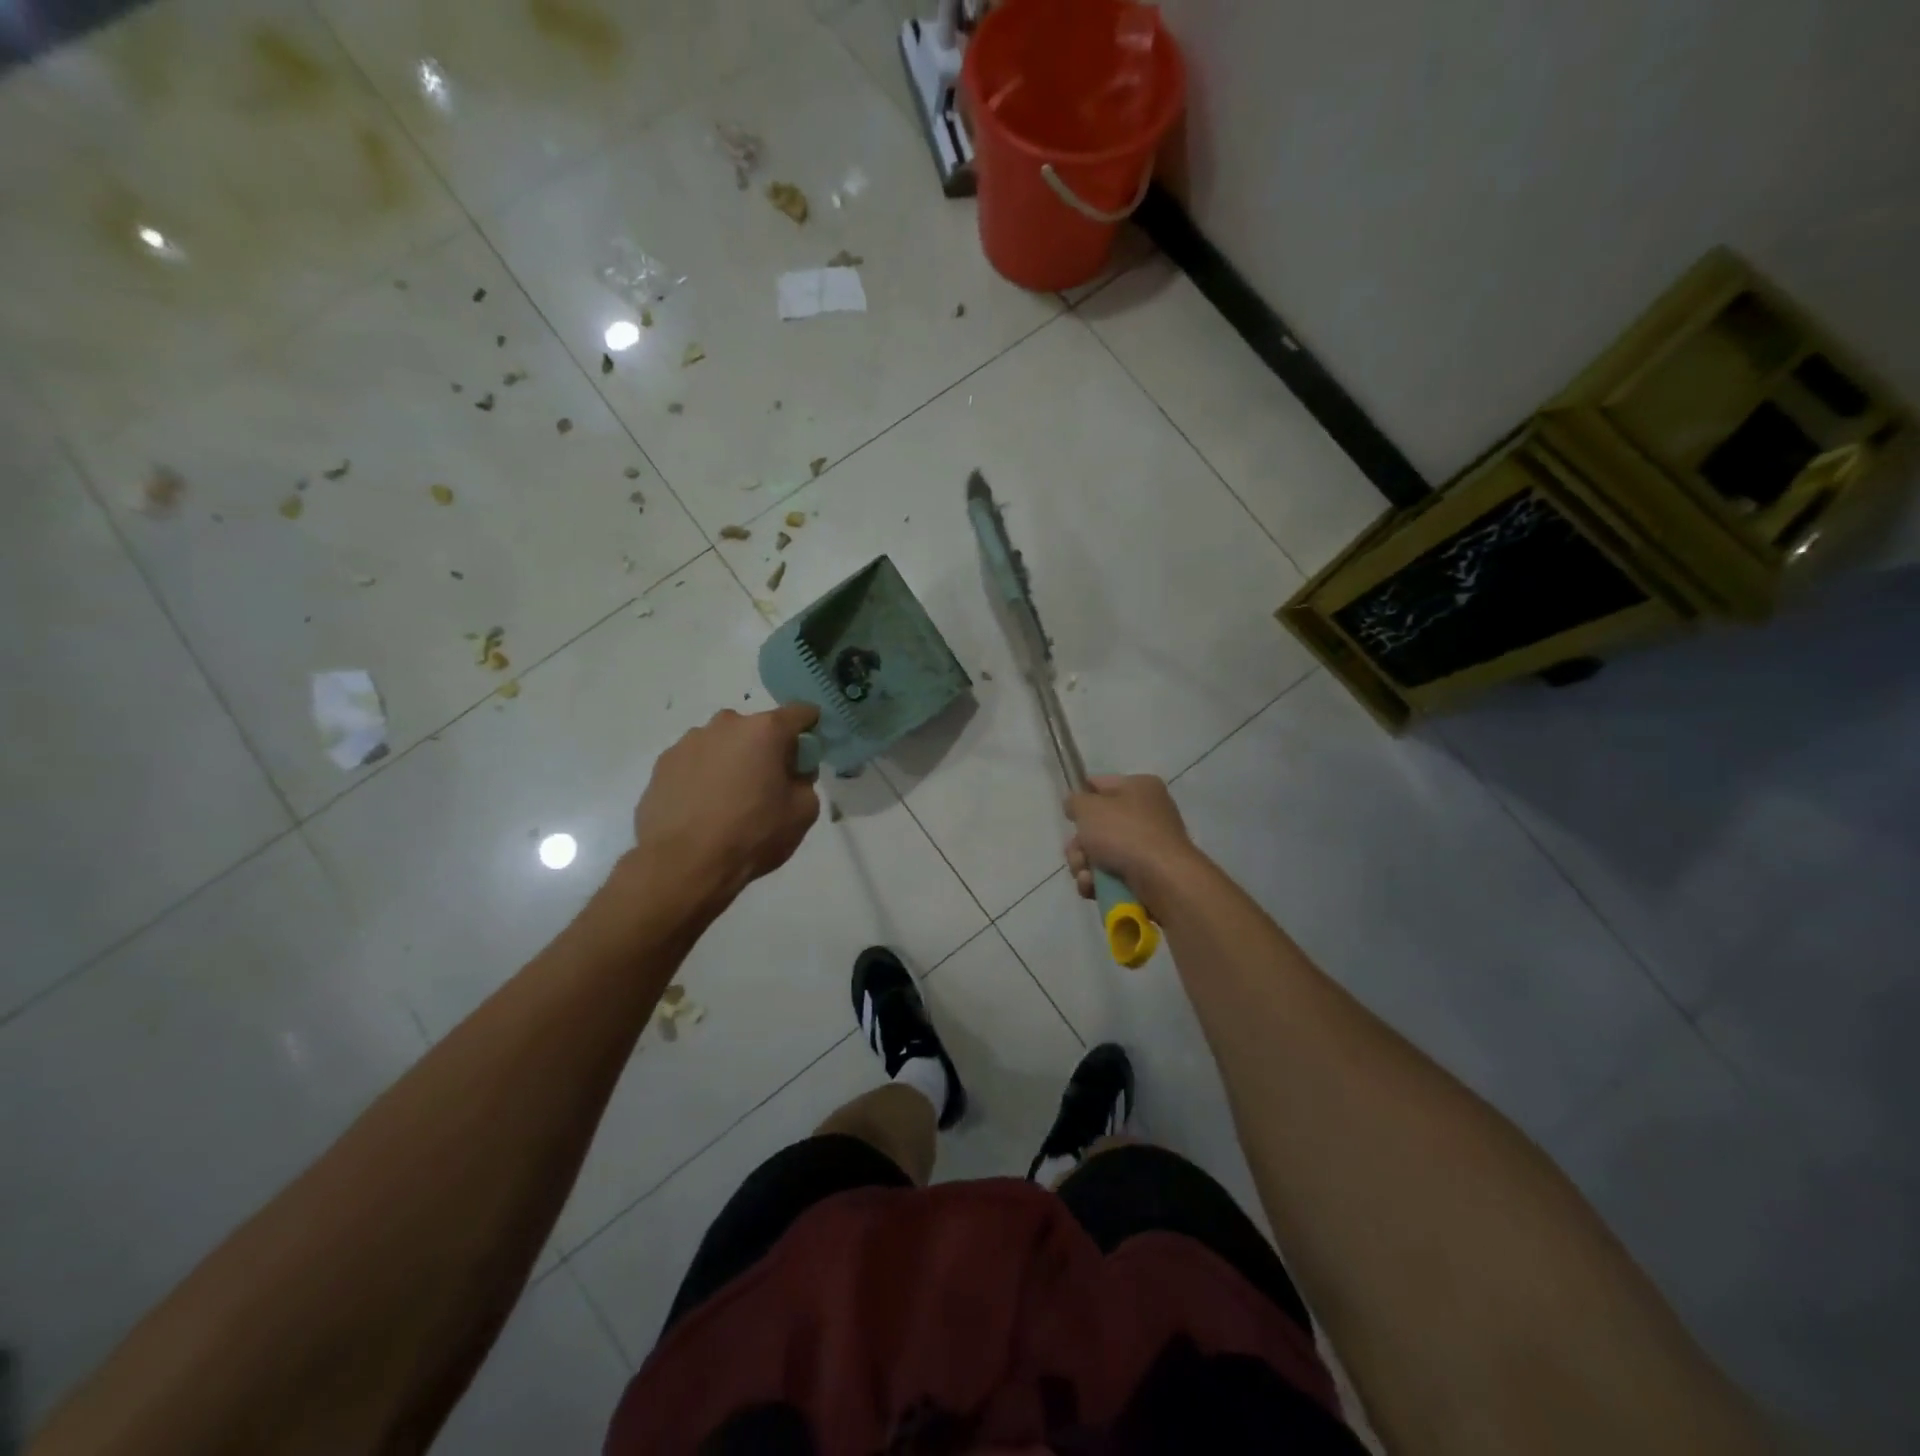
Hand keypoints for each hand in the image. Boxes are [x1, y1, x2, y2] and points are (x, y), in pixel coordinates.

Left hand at [632, 704, 820, 903]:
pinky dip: (704, 777)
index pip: (800, 713)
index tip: (809, 751)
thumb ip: (805, 781)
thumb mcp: (803, 812)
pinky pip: (695, 763)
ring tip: (729, 801)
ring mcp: (688, 742)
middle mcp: (725, 725)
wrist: (683, 865)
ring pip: (722, 744)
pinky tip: (703, 810)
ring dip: (732, 761)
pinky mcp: (663, 764)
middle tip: (768, 785)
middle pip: (757, 728)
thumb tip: (792, 773)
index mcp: (765, 730)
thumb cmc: (752, 834)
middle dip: (766, 749)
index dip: (811, 728)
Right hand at [1064, 774, 1197, 907]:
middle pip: (1097, 825)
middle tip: (1078, 853)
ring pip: (1100, 853)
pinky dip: (1098, 883)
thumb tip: (1076, 805)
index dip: (1080, 799)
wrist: (1163, 880)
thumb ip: (1075, 801)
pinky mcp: (1146, 874)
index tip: (1068, 816)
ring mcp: (1147, 846)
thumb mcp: (1089, 808)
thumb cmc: (1125, 834)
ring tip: (1086, 876)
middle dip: (1079, 844)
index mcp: (1140, 787)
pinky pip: (1112, 874)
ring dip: (1084, 866)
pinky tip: (1093, 888)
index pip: (1100, 785)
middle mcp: (1147, 814)